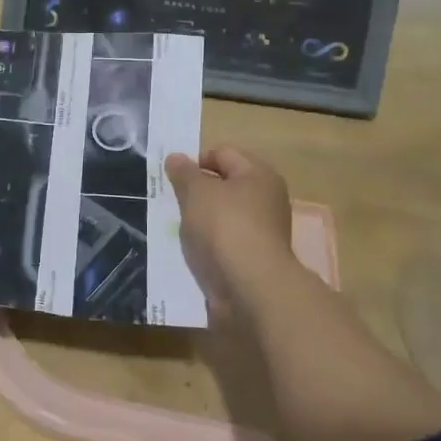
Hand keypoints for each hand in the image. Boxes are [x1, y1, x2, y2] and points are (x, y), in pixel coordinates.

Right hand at [164, 146, 294, 309]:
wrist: (251, 287)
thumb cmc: (225, 227)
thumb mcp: (196, 192)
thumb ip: (184, 173)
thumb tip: (175, 157)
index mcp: (258, 174)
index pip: (222, 153)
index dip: (195, 161)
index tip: (173, 178)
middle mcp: (267, 198)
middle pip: (224, 185)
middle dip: (197, 192)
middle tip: (173, 202)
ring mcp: (264, 230)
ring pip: (224, 215)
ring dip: (201, 220)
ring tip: (180, 229)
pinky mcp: (256, 257)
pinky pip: (226, 241)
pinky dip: (210, 243)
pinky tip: (194, 251)